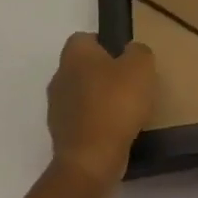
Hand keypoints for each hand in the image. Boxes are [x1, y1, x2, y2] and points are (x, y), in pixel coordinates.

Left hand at [47, 33, 157, 190]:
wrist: (91, 159)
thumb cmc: (116, 103)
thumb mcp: (141, 67)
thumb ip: (138, 51)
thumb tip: (130, 52)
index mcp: (75, 55)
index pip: (84, 38)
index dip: (105, 43)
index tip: (125, 57)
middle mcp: (59, 77)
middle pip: (81, 67)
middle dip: (102, 73)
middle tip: (129, 82)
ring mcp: (56, 108)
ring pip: (80, 94)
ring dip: (98, 99)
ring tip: (126, 110)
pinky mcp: (60, 135)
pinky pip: (81, 120)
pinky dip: (96, 122)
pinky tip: (115, 130)